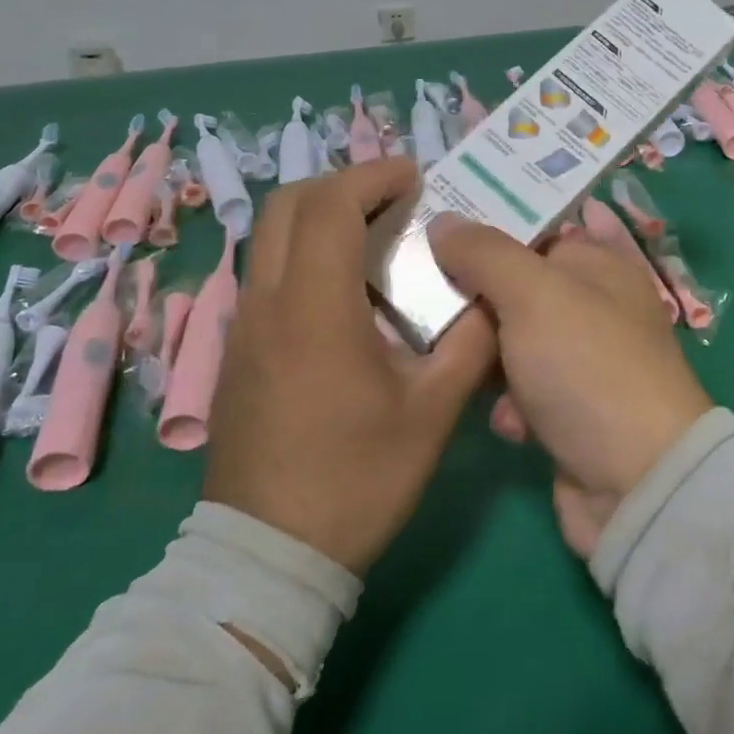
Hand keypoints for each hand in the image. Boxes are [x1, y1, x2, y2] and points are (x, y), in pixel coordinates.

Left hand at [205, 158, 495, 576]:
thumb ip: (470, 343)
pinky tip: (348, 290)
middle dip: (342, 183)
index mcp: (313, 310)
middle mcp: (266, 305)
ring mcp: (243, 329)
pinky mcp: (238, 352)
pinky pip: (268, 273)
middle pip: (287, 204)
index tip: (415, 176)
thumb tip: (494, 299)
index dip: (373, 175)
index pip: (329, 206)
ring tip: (378, 234)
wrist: (268, 558)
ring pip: (272, 237)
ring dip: (322, 216)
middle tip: (395, 196)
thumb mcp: (432, 412)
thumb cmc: (356, 479)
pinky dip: (306, 252)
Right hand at [428, 216, 711, 558]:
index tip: (441, 222)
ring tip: (447, 353)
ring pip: (517, 342)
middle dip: (479, 293)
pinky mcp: (571, 413)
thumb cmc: (587, 366)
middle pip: (524, 286)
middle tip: (423, 288)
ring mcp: (585, 363)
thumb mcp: (535, 294)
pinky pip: (524, 393)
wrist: (636, 483)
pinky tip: (505, 419)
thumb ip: (486, 252)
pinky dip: (510, 403)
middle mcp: (596, 308)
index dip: (496, 222)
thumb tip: (444, 220)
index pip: (543, 228)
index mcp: (602, 265)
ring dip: (487, 353)